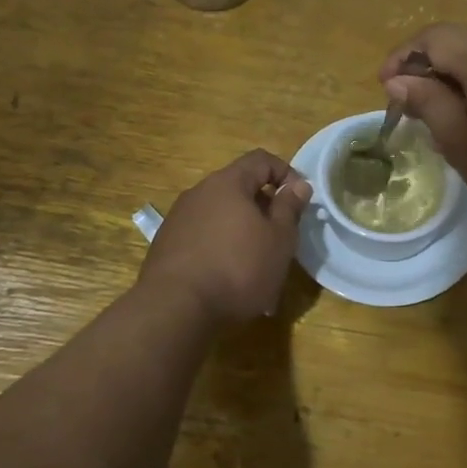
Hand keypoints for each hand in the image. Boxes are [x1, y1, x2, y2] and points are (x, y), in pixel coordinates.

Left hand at [140, 150, 311, 323]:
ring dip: (244, 235)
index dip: (286, 173)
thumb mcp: (279, 239)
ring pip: (222, 218)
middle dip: (264, 210)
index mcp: (227, 183)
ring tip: (259, 270)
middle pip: (239, 189)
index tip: (299, 200)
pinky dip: (222, 252)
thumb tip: (298, 185)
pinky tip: (231, 284)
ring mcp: (179, 219)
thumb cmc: (238, 268)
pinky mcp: (167, 246)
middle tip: (282, 239)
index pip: (261, 159)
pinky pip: (204, 240)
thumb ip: (290, 208)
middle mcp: (199, 193)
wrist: (175, 308)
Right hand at [380, 25, 466, 241]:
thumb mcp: (462, 144)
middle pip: (463, 42)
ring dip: (464, 78)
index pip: (434, 37)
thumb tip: (399, 79)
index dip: (404, 58)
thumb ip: (428, 102)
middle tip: (414, 106)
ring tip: (451, 116)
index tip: (385, 86)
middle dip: (433, 69)